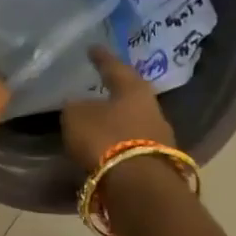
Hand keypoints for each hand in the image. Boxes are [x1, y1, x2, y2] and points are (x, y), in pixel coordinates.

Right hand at [62, 46, 174, 171]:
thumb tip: (78, 104)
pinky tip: (106, 146)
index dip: (101, 57)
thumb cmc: (105, 138)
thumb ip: (75, 106)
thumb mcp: (76, 116)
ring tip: (99, 120)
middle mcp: (152, 108)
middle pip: (130, 95)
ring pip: (134, 120)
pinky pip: (133, 144)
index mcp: (133, 89)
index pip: (114, 66)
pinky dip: (119, 142)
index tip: (93, 48)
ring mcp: (159, 137)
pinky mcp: (158, 162)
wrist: (138, 187)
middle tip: (100, 86)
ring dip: (117, 120)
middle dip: (115, 91)